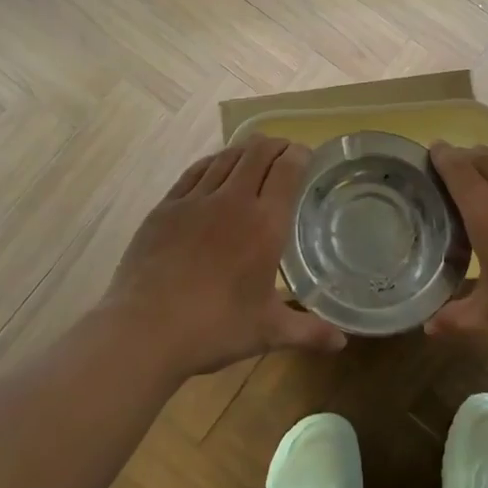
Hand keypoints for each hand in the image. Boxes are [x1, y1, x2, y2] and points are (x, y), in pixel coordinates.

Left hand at [104, 135, 346, 378]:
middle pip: (257, 154)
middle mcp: (233, 201)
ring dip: (244, 150)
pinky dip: (211, 163)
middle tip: (284, 151)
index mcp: (265, 224)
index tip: (306, 154)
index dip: (299, 155)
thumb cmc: (215, 328)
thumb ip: (308, 331)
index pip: (287, 171)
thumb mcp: (268, 331)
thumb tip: (342, 342)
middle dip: (274, 145)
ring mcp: (195, 200)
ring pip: (225, 158)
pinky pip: (194, 172)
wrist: (145, 329)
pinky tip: (213, 166)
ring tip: (253, 153)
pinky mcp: (165, 207)